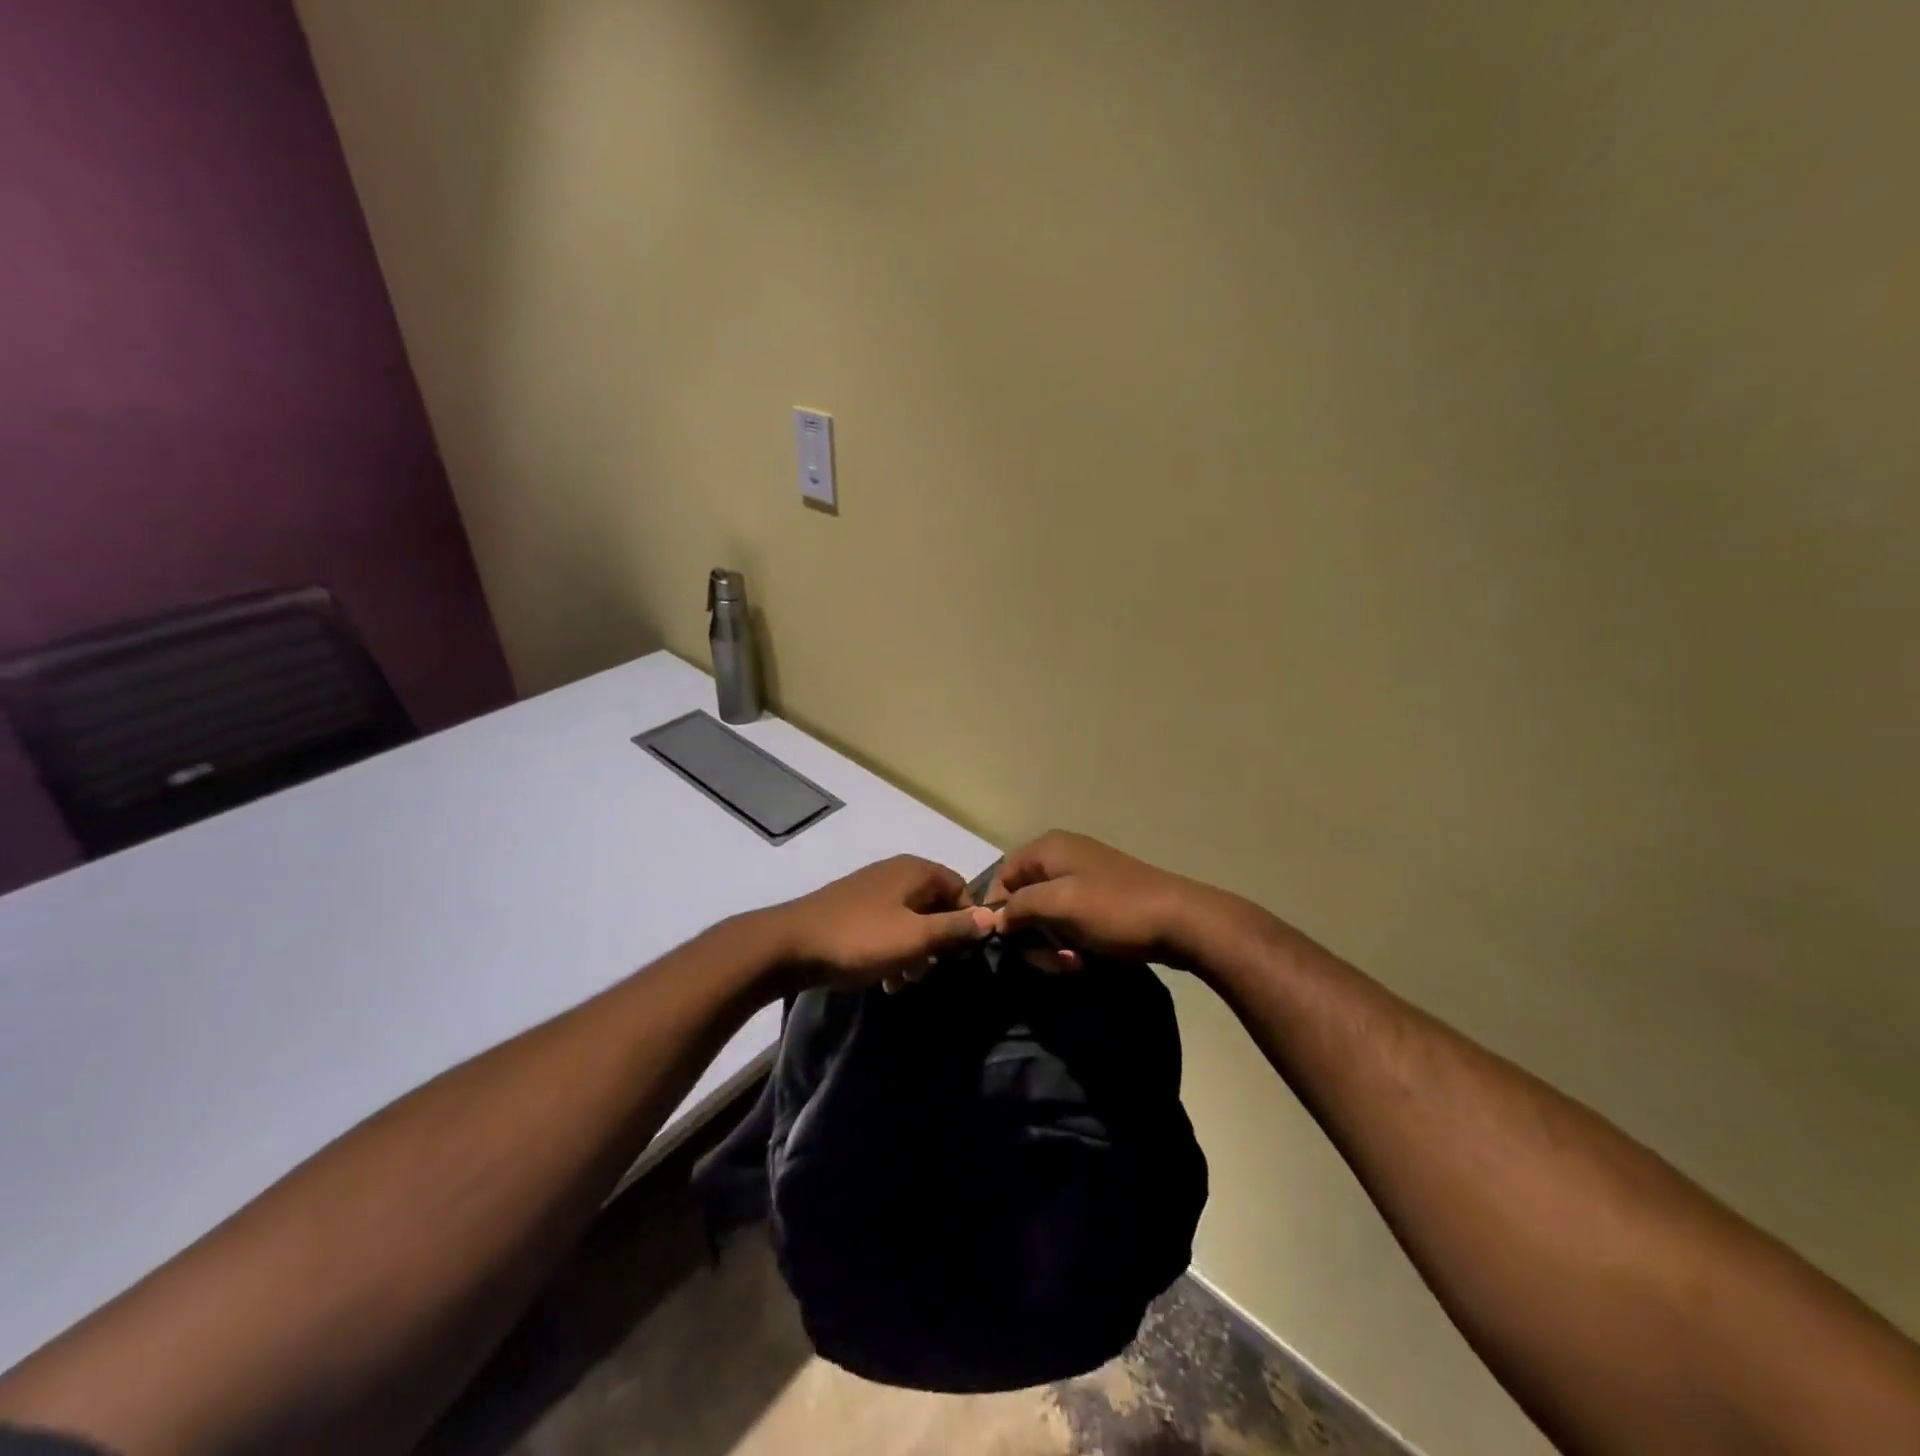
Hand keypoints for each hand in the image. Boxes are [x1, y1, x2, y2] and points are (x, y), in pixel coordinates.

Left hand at [769, 855, 995, 992]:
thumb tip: (993, 917)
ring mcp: (872, 889)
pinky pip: (886, 926)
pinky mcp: (853, 908)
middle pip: (935, 904)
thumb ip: (955, 928)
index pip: (960, 888)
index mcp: (916, 871)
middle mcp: (896, 872)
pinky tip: (883, 979)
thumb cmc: (860, 939)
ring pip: (910, 920)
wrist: (789, 945)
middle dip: (937, 941)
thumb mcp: (915, 938)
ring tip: (902, 982)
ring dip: (913, 951)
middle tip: (927, 971)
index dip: (966, 920)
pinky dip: (891, 950)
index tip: (962, 954)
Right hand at [985, 831, 1235, 972]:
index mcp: (1048, 849)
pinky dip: (1071, 942)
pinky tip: (1084, 959)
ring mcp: (1084, 879)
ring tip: (1072, 962)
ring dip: (1051, 943)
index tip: (1006, 942)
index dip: (998, 910)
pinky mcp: (1100, 901)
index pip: (1003, 876)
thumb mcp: (1058, 905)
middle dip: (1030, 933)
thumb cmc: (1114, 909)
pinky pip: (1070, 922)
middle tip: (1048, 959)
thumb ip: (1018, 907)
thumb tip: (995, 918)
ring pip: (1047, 916)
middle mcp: (1062, 857)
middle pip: (1024, 898)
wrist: (1181, 921)